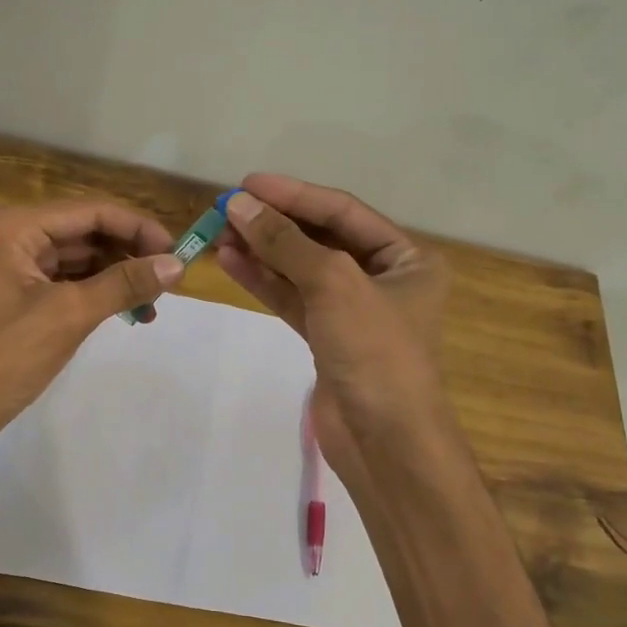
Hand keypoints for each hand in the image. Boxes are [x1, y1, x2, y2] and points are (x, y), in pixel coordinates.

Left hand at [0, 200, 181, 446]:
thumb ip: (124, 284)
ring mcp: (19, 266)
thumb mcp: (69, 314)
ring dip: (121, 276)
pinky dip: (103, 294)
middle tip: (171, 281)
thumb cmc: (4, 355)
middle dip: (131, 254)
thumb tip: (177, 265)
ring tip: (155, 304)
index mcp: (17, 227)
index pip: (92, 212)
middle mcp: (17, 236)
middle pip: (89, 232)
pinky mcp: (25, 295)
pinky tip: (132, 313)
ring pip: (84, 259)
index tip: (177, 254)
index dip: (139, 229)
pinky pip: (73, 283)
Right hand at [214, 176, 447, 464]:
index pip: (343, 212)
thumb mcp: (334, 284)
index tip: (248, 184)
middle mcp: (383, 279)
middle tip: (227, 208)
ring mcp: (353, 311)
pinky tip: (232, 262)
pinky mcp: (327, 338)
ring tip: (219, 233)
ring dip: (263, 251)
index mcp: (407, 258)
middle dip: (275, 224)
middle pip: (321, 238)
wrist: (384, 441)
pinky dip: (264, 281)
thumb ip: (286, 243)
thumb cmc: (375, 351)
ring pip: (301, 270)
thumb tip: (240, 205)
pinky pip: (292, 299)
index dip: (295, 194)